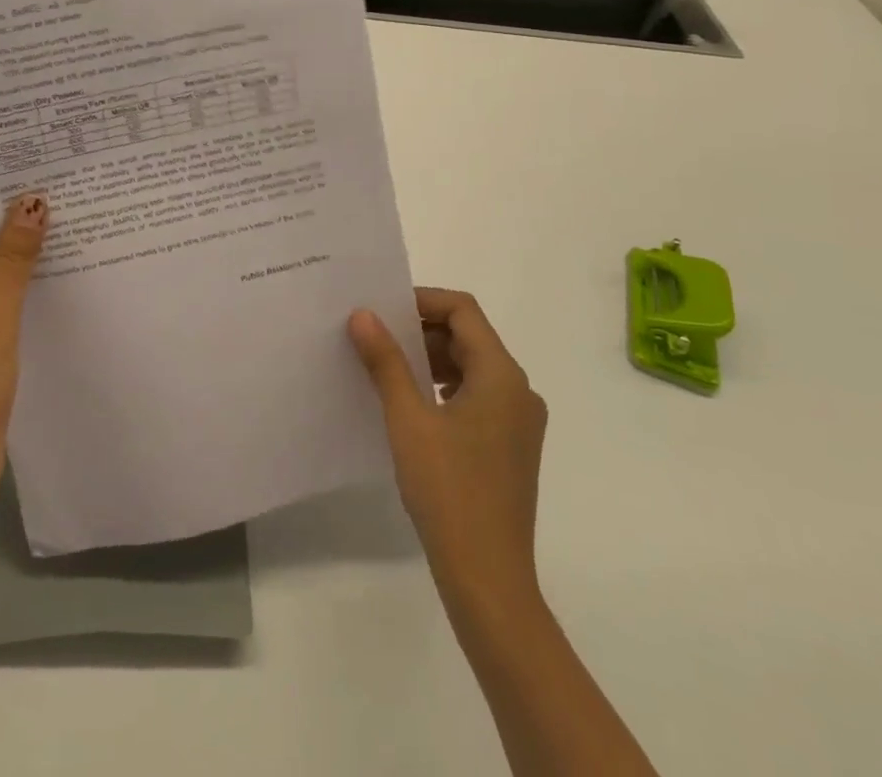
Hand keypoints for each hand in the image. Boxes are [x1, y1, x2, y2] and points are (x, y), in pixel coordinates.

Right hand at [348, 287, 547, 605]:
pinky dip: (444, 389)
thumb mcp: (408, 419)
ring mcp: (519, 422)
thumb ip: (386, 361)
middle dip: (422, 331)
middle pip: (469, 337)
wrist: (489, 581)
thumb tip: (362, 315)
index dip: (422, 300)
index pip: (463, 310)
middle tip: (376, 337)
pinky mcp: (511, 448)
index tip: (382, 309)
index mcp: (502, 375)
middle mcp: (519, 391)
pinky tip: (412, 407)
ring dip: (431, 360)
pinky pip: (477, 398)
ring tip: (387, 369)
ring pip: (473, 368)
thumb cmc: (449, 491)